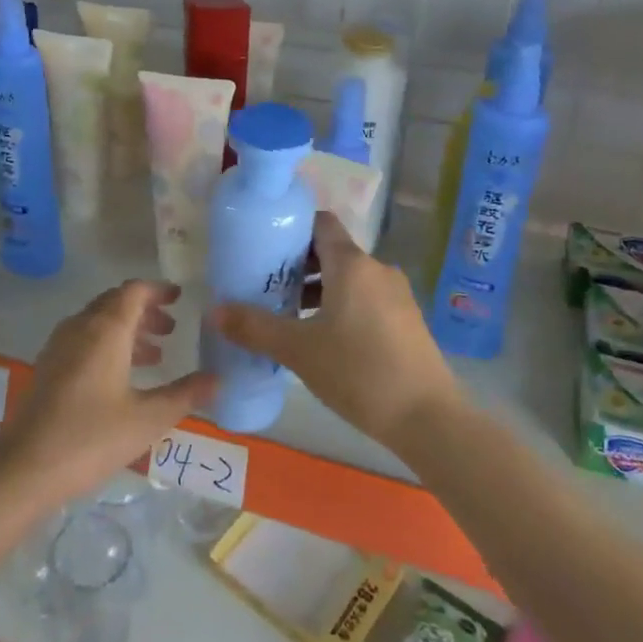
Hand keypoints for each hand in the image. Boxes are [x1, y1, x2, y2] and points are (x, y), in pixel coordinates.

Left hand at [0, 280, 213, 508]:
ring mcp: (59, 347)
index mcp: (105, 329)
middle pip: (115, 303)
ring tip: (155, 354)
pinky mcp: (48, 368)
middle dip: (145, 311)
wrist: (25, 467)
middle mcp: (80, 327)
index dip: (158, 290)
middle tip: (172, 328)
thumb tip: (217, 379)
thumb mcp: (148, 419)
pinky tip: (122, 377)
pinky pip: (84, 340)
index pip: (134, 291)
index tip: (180, 297)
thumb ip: (185, 395)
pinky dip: (108, 345)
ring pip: (98, 322)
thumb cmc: (91, 437)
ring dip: (127, 330)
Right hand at [209, 211, 457, 450]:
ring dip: (319, 290)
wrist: (427, 418)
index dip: (292, 228)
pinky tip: (323, 339)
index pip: (320, 223)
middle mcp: (377, 270)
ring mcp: (396, 295)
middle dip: (298, 265)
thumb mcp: (298, 350)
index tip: (265, 246)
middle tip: (267, 286)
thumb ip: (254, 327)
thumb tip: (214, 311)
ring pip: (349, 279)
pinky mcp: (406, 320)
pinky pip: (365, 299)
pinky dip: (341, 306)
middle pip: (332, 252)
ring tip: (289, 315)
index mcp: (352, 264)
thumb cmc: (358, 372)